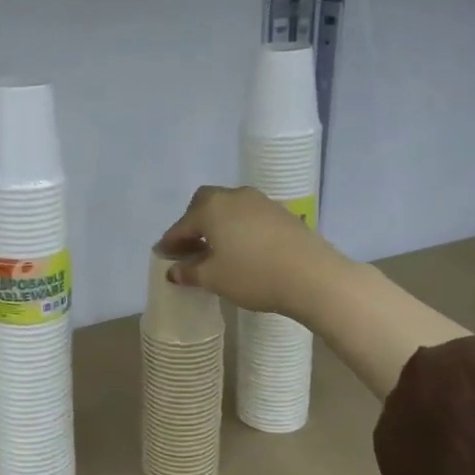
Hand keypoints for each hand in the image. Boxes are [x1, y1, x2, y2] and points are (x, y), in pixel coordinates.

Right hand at [158, 185, 345, 318]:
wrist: (312, 276)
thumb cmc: (253, 275)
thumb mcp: (214, 278)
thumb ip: (190, 272)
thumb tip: (174, 271)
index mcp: (211, 208)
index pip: (182, 225)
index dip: (170, 242)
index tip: (162, 256)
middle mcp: (234, 197)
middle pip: (205, 204)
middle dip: (194, 223)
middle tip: (190, 247)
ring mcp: (261, 202)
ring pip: (230, 208)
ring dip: (218, 225)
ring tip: (216, 250)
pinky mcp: (282, 213)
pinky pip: (249, 216)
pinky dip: (239, 229)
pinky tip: (242, 249)